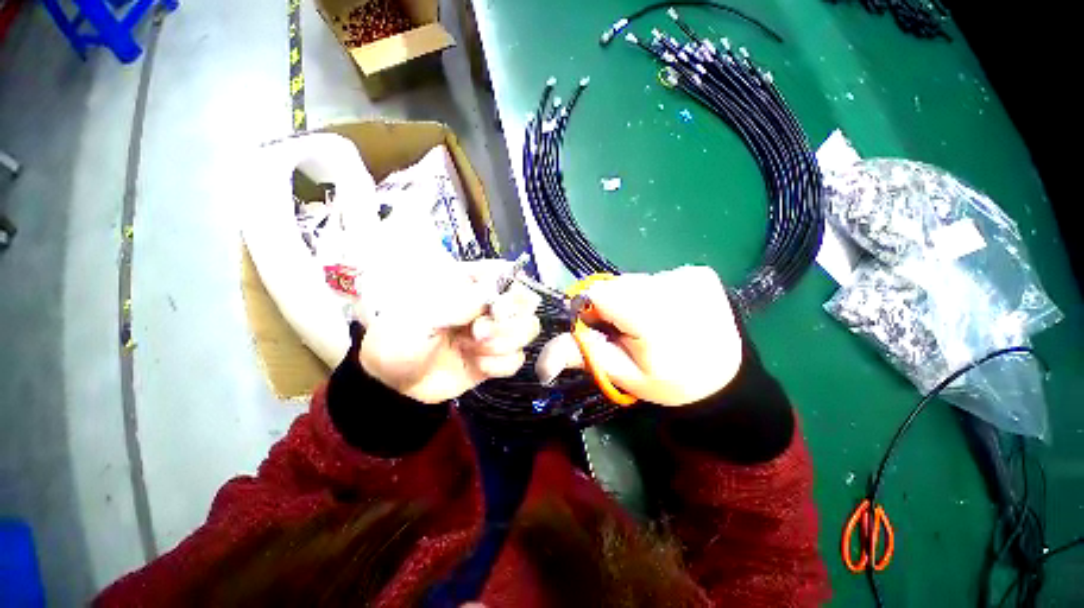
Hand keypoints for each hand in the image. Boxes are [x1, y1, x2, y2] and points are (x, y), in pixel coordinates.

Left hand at [358, 259, 540, 403]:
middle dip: (508, 321)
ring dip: (503, 343)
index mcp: (470, 284)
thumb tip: (493, 294)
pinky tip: (477, 365)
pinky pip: (517, 359)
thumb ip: (459, 302)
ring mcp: (495, 332)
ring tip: (472, 349)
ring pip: (528, 330)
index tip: (496, 308)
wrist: (394, 381)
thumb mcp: (421, 314)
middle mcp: (488, 305)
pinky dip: (499, 364)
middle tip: (478, 333)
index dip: (510, 289)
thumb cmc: (399, 336)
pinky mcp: (496, 357)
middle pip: (527, 302)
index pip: (507, 273)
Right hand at [536, 266, 741, 405]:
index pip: (599, 293)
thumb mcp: (623, 376)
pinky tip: (670, 312)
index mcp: (654, 321)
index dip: (591, 309)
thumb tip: (541, 363)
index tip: (601, 327)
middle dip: (612, 305)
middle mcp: (674, 290)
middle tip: (629, 330)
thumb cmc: (669, 381)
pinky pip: (658, 276)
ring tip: (651, 322)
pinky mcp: (700, 272)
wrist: (724, 377)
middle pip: (617, 284)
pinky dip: (655, 292)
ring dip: (633, 298)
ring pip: (636, 279)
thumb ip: (584, 357)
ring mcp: (691, 277)